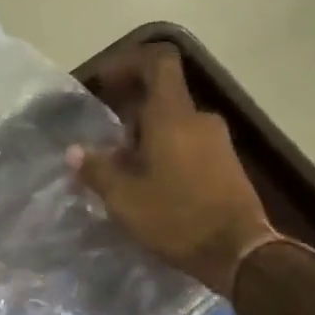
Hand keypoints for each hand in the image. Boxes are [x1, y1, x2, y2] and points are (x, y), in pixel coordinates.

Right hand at [67, 43, 284, 296]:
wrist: (239, 252)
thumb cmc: (177, 218)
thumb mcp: (125, 199)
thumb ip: (97, 170)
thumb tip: (76, 152)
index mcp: (173, 116)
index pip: (157, 62)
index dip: (128, 63)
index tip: (104, 84)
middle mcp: (199, 119)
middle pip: (162, 96)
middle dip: (129, 111)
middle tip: (103, 140)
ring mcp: (217, 141)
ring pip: (174, 124)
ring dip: (146, 137)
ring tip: (122, 169)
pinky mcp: (226, 164)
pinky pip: (188, 144)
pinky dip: (165, 152)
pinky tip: (150, 184)